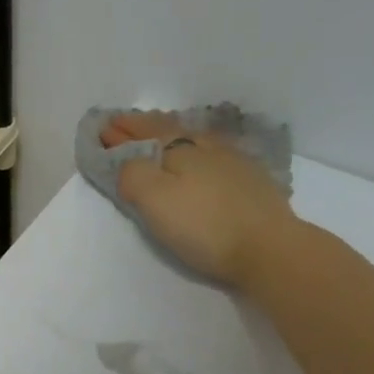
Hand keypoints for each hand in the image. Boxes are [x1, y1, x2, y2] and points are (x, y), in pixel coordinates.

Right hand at [101, 111, 299, 284]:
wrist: (270, 248)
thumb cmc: (204, 225)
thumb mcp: (154, 200)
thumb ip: (133, 175)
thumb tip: (128, 161)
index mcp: (179, 149)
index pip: (144, 133)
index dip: (122, 131)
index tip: (103, 127)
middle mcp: (207, 147)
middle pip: (170, 129)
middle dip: (144, 126)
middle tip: (125, 124)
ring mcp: (234, 162)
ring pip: (195, 139)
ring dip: (172, 134)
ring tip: (161, 135)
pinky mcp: (253, 182)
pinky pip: (215, 155)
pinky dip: (198, 151)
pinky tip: (202, 157)